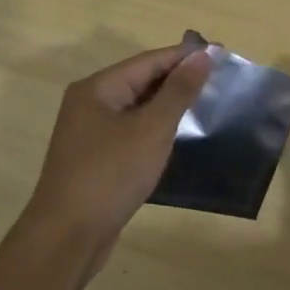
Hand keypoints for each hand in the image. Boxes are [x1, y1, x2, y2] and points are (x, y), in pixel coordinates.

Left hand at [21, 42, 213, 266]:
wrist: (68, 236)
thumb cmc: (111, 174)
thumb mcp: (152, 129)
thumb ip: (179, 91)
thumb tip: (203, 55)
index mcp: (98, 88)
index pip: (149, 61)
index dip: (185, 56)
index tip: (221, 53)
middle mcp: (89, 103)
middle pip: (140, 80)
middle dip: (178, 78)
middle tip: (218, 78)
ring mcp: (89, 132)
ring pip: (136, 107)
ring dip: (168, 103)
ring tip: (205, 102)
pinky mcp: (95, 158)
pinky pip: (130, 130)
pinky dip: (154, 127)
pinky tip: (176, 134)